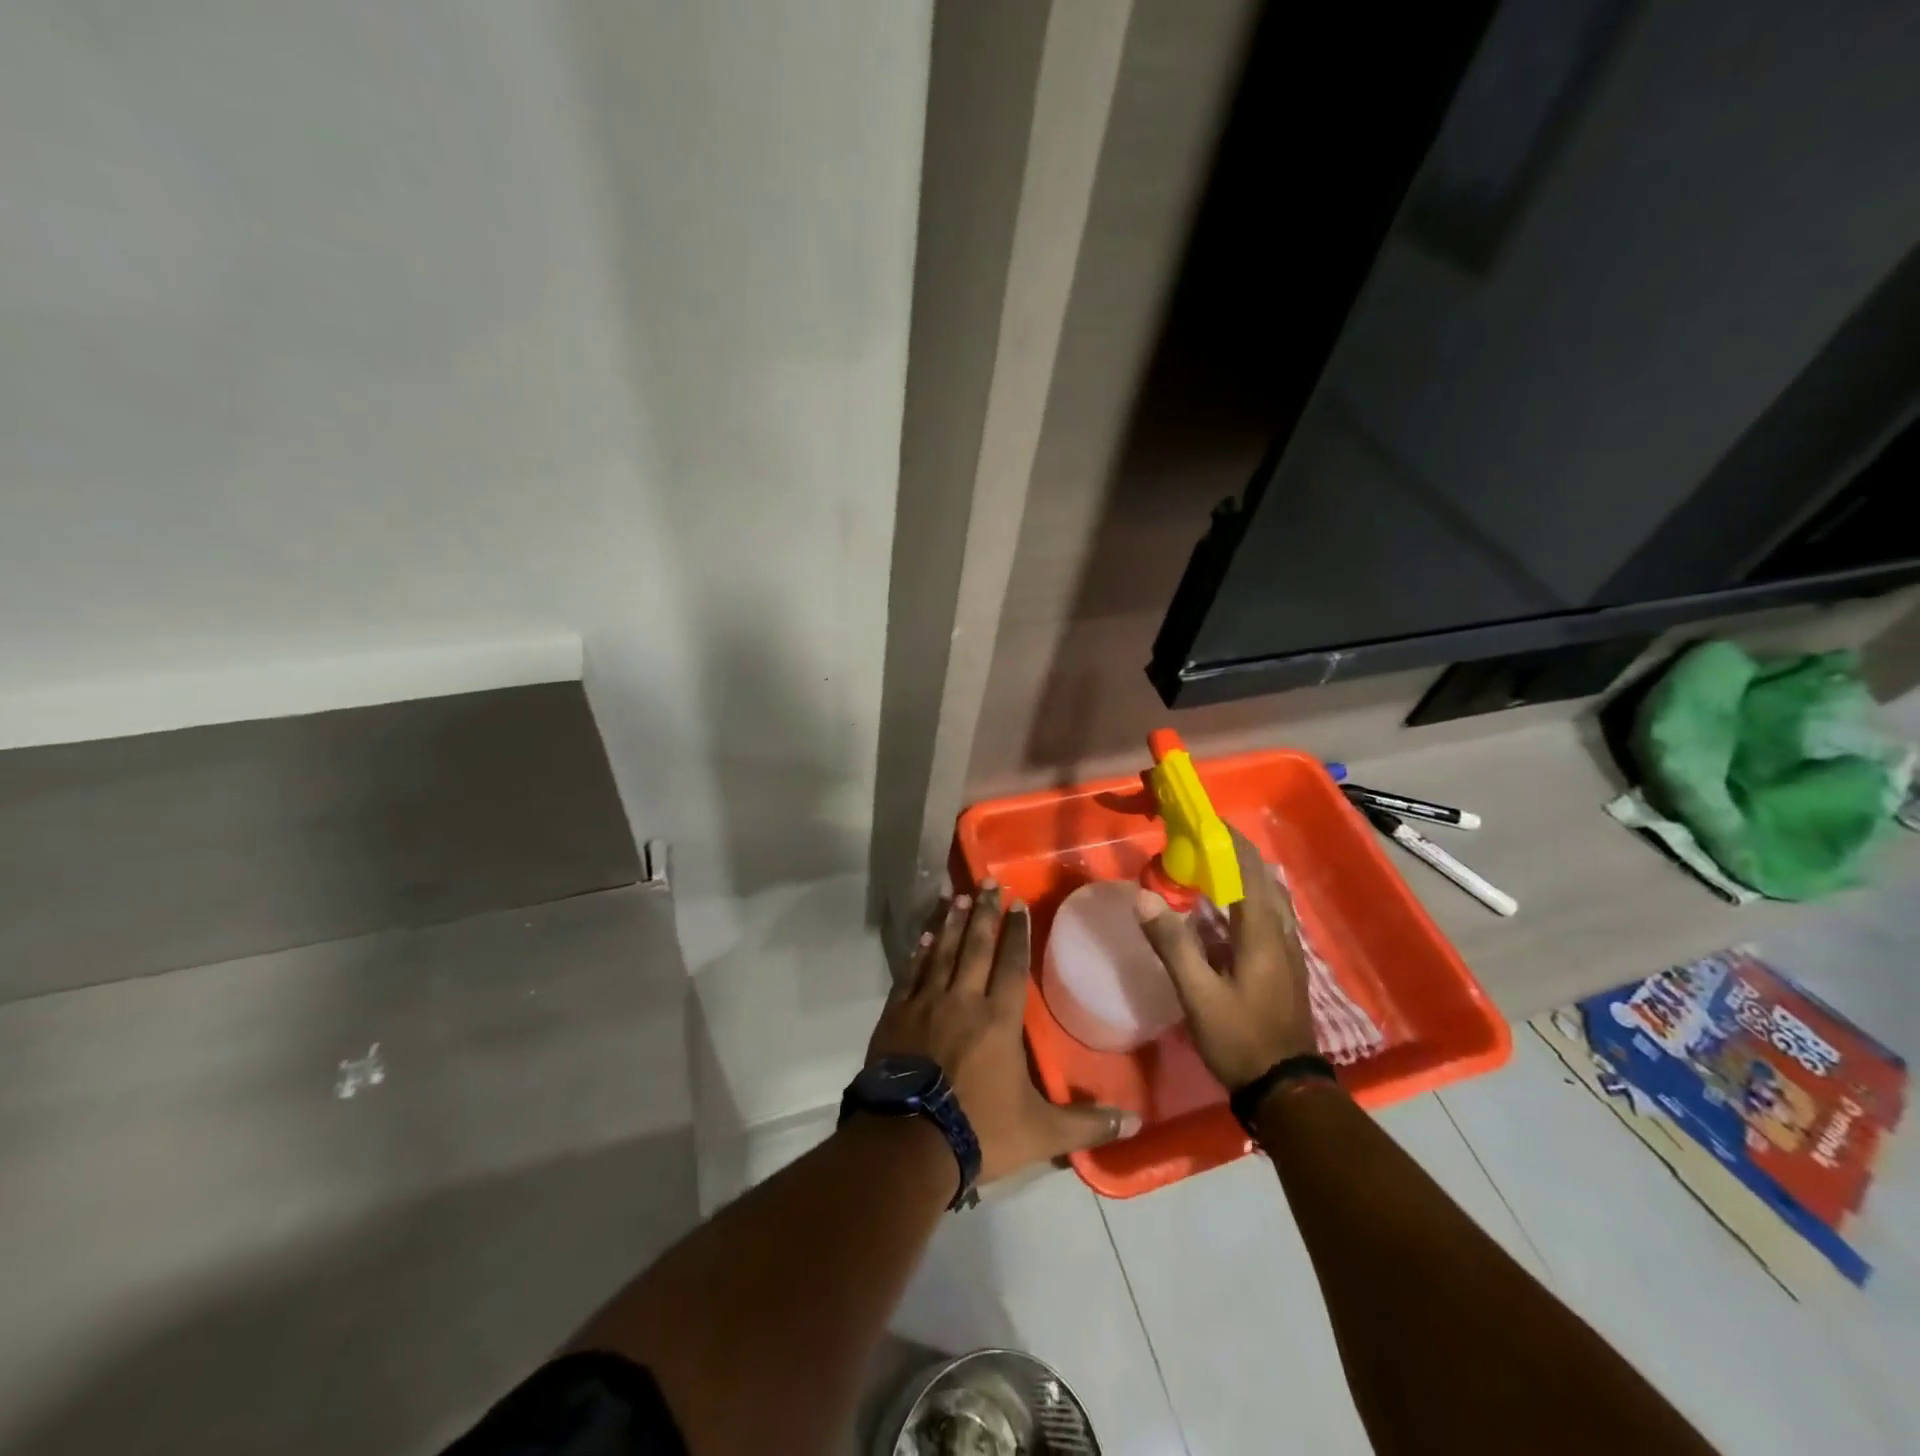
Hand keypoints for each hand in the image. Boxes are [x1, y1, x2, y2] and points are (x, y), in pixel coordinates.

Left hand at [866, 882, 1140, 1183]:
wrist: (908, 1143)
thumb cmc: (979, 1131)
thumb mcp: (1041, 1133)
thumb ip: (1087, 1122)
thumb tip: (1137, 1122)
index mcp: (999, 1020)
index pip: (1011, 964)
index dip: (1017, 932)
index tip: (1018, 903)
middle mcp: (963, 1000)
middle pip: (976, 947)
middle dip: (984, 912)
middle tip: (988, 882)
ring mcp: (926, 1004)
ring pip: (942, 952)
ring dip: (951, 922)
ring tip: (956, 896)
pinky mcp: (896, 1015)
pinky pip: (910, 973)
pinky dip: (919, 952)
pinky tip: (925, 936)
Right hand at [1135, 826, 1317, 1088]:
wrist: (1285, 1089)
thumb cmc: (1240, 1038)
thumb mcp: (1198, 995)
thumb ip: (1172, 944)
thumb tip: (1144, 896)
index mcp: (1262, 934)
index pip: (1249, 870)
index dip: (1229, 841)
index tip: (1205, 820)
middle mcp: (1280, 935)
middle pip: (1264, 879)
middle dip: (1236, 854)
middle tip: (1201, 842)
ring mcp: (1287, 952)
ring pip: (1269, 898)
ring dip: (1243, 876)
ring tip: (1210, 868)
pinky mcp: (1283, 967)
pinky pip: (1267, 917)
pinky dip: (1247, 899)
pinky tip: (1224, 912)